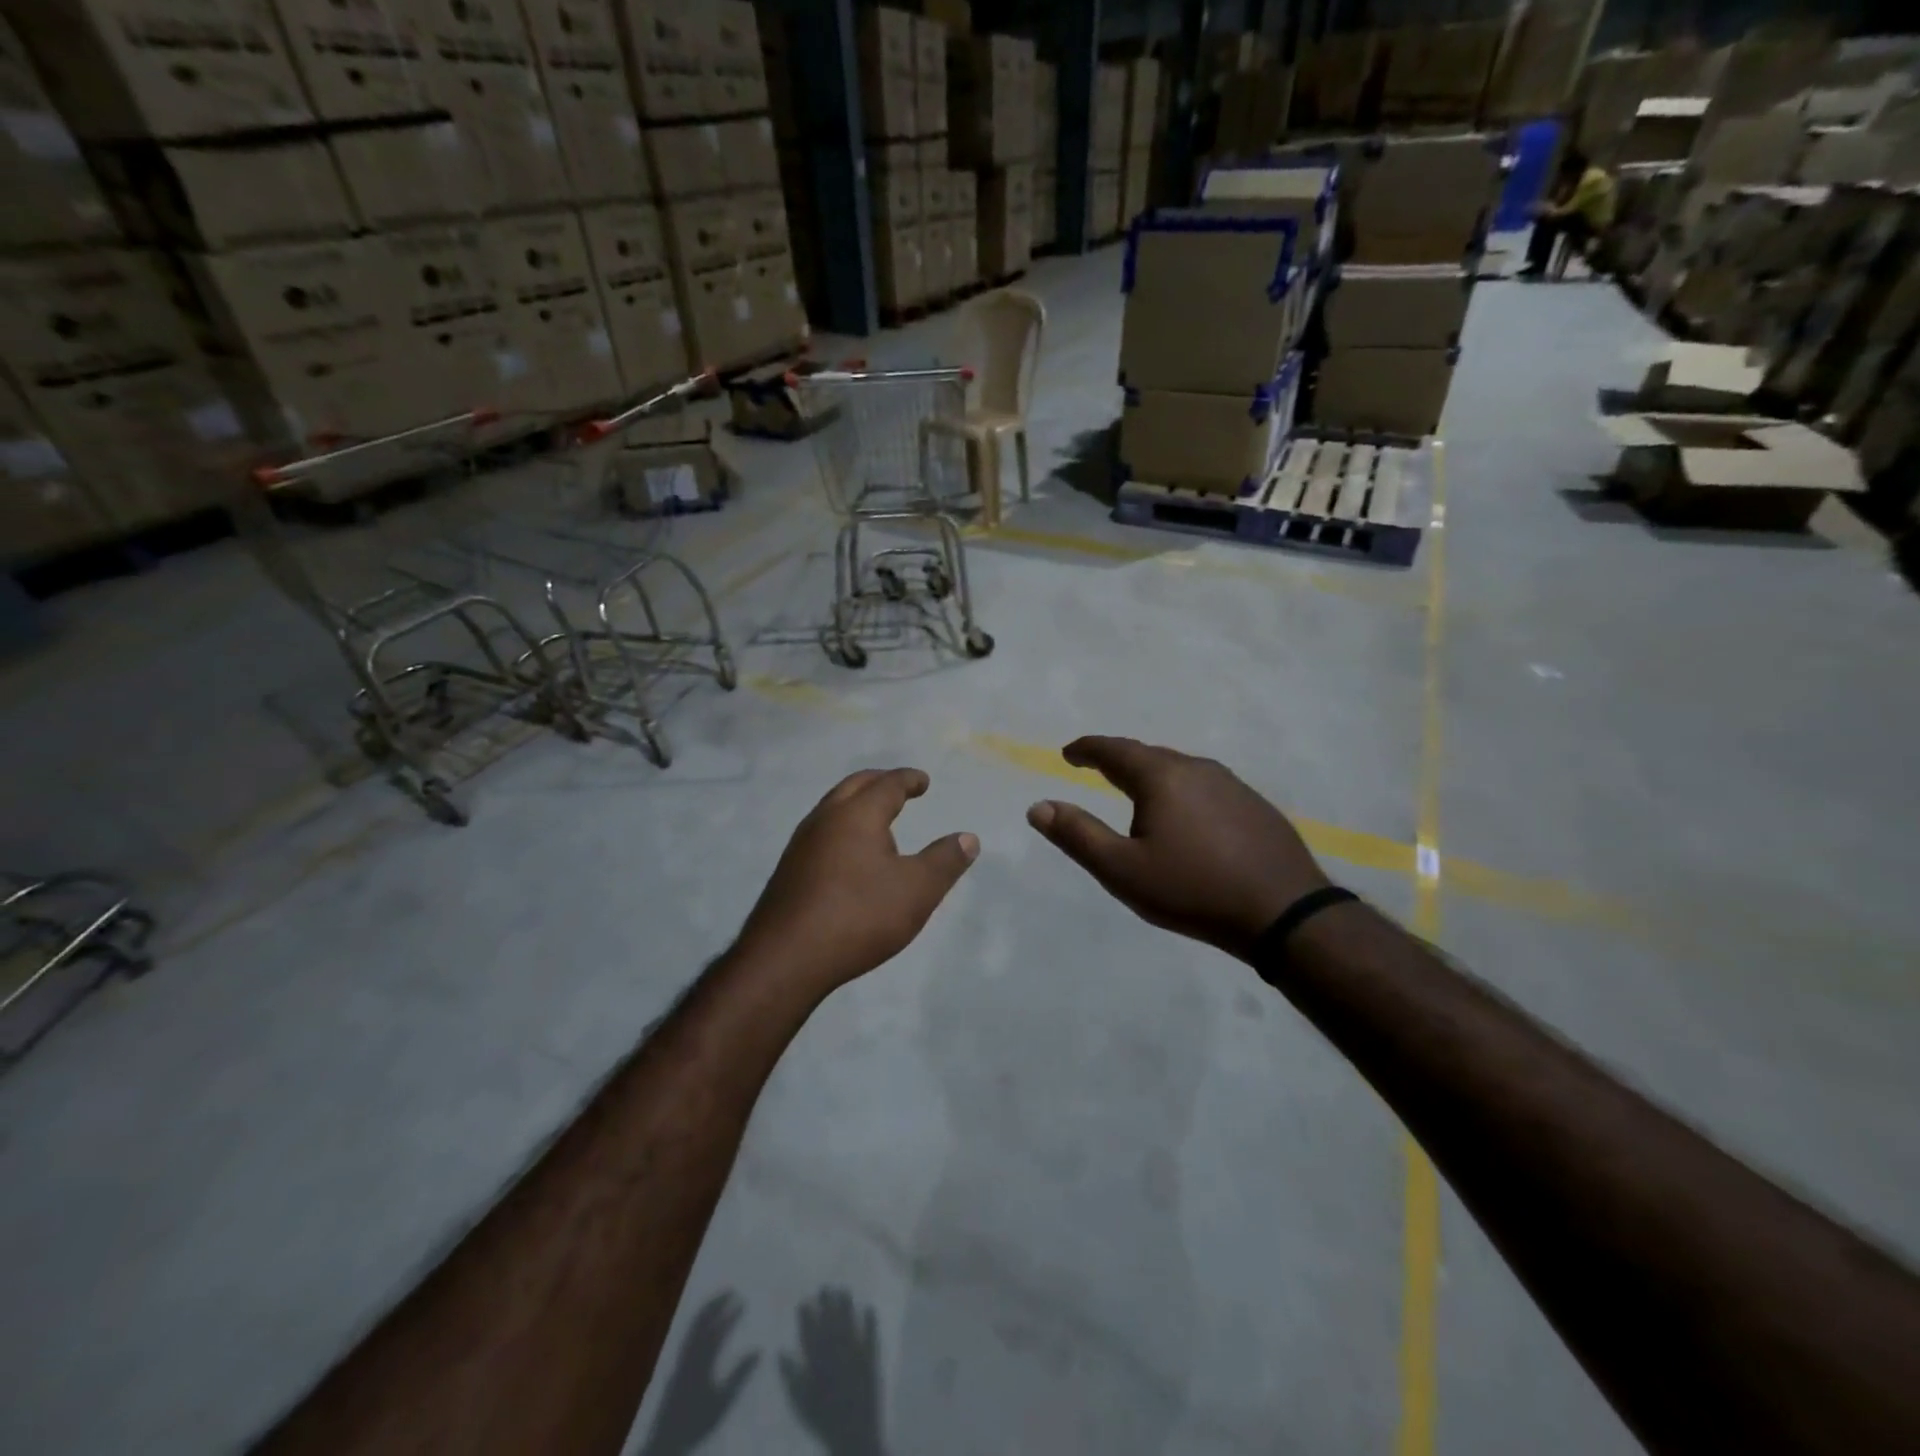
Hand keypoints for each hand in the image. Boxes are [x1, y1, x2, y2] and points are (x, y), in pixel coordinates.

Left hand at [637, 1292, 759, 1455]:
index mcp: (701, 1361)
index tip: (743, 1301)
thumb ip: (739, 1375)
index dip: (730, 1314)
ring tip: (718, 1300)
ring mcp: (680, 1359)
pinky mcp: (676, 1366)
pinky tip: (704, 1324)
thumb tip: (759, 1349)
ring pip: (692, 1326)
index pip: (717, 1330)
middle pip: (701, 1321)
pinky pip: (687, 1335)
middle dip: (715, 1303)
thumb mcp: (722, 1402)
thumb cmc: (696, 1423)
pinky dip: (698, 1322)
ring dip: (706, 1309)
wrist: (665, 1442)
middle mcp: (689, 1354)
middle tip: (730, 1290)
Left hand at [736, 768, 977, 994]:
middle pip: (854, 786)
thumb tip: (968, 838)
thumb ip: (945, 861)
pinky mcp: (789, 871)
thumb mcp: (917, 890)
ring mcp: (801, 845)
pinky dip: (841, 828)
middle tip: (899, 787)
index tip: (923, 781)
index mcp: (857, 815)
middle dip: (879, 782)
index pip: (887, 784)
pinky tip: (848, 855)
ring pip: (832, 808)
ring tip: (877, 819)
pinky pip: (820, 833)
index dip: (909, 779)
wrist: (786, 958)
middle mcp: (825, 819)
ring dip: (856, 803)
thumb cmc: (859, 916)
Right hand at [779, 1287, 885, 1455]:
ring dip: (847, 1305)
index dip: (806, 1315)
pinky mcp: (871, 1357)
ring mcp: (855, 1352)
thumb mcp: (801, 1402)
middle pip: (830, 1321)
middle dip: (827, 1302)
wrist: (853, 1435)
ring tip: (844, 1290)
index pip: (810, 1332)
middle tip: (825, 1287)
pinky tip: (870, 1307)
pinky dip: (871, 1321)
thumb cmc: (823, 1420)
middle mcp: (836, 1351)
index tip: (804, 1301)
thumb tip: (779, 1352)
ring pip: (849, 1322)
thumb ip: (790, 1376)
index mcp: (818, 1361)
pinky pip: (871, 1334)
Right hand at [1026, 736, 1329, 959]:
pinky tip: (1185, 817)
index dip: (1087, 749)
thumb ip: (1078, 836)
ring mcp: (1231, 784)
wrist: (1284, 913)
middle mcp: (1196, 768)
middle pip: (1148, 755)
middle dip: (1118, 760)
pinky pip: (1205, 786)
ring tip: (1136, 793)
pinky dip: (1181, 791)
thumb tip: (1038, 807)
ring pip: (1179, 769)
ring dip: (1151, 775)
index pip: (1114, 750)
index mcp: (1161, 777)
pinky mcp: (1254, 805)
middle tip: (1096, 769)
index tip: (1068, 753)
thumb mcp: (1123, 870)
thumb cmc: (1193, 889)